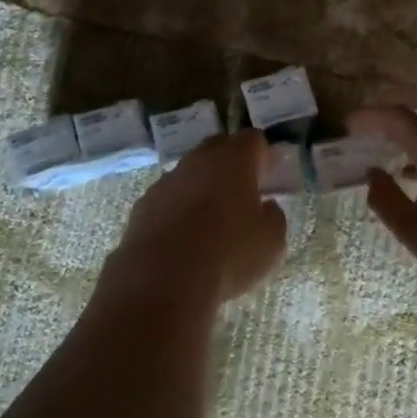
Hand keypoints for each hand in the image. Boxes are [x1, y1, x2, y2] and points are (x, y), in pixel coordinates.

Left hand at [104, 131, 287, 306]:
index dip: (263, 154)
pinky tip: (183, 236)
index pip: (252, 139)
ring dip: (201, 186)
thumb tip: (266, 207)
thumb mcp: (271, 241)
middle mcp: (198, 160)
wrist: (163, 278)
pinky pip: (168, 197)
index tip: (269, 175)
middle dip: (231, 163)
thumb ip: (273, 216)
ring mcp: (167, 180)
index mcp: (234, 160)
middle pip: (218, 147)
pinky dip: (177, 208)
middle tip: (242, 191)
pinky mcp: (143, 205)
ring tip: (210, 219)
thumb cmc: (229, 254)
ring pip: (190, 172)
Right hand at [348, 86, 416, 317]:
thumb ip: (385, 198)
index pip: (395, 116)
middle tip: (370, 118)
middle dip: (394, 98)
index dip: (367, 117)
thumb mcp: (413, 232)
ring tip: (386, 140)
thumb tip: (371, 173)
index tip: (347, 128)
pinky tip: (412, 168)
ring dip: (414, 115)